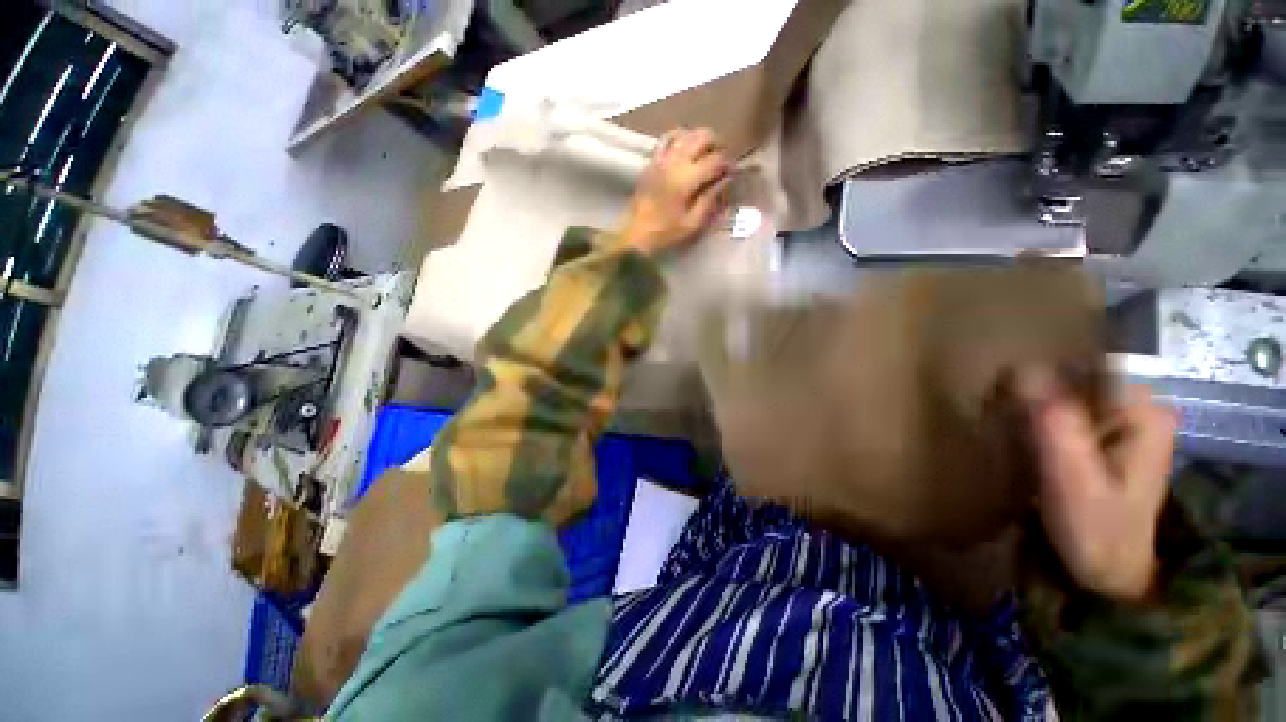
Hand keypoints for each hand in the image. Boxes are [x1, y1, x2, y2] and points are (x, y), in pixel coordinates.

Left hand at [621, 128, 731, 254]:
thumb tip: (724, 181)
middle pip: (702, 136)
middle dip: (717, 144)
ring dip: (700, 139)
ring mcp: (661, 158)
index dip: (727, 163)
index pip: (715, 159)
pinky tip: (686, 149)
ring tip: (706, 153)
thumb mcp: (692, 223)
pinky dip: (681, 138)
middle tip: (721, 159)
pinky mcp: (652, 161)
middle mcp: (674, 161)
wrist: (635, 234)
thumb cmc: (665, 232)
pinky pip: (668, 139)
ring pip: (686, 133)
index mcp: (686, 179)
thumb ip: (709, 200)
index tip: (732, 172)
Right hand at [1019, 368, 1176, 602]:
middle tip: (1002, 419)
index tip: (1006, 398)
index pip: (1084, 363)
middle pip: (1073, 374)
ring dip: (1029, 404)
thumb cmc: (1096, 531)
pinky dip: (1035, 417)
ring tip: (1007, 430)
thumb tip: (1020, 370)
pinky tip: (1021, 438)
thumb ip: (1054, 426)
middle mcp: (1136, 406)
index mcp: (1141, 411)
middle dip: (1032, 390)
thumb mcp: (1073, 480)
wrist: (1111, 573)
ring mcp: (1120, 421)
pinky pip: (1062, 409)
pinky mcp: (1102, 436)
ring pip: (1064, 390)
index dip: (1040, 373)